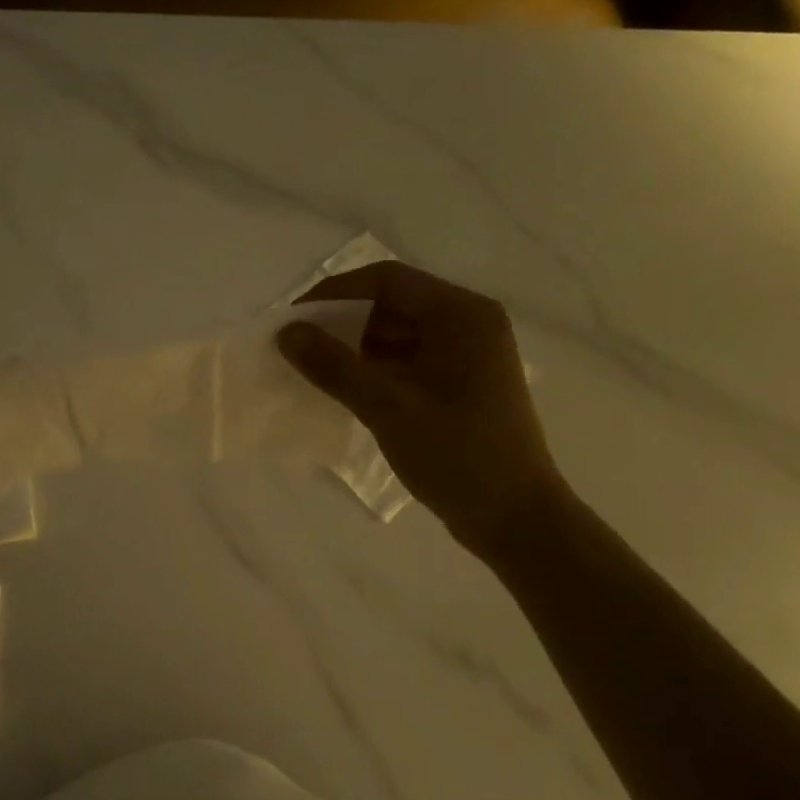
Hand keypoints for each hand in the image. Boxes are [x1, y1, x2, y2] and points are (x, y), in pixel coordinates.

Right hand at [278, 262, 570, 557]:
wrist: (514, 518)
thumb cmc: (457, 455)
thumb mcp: (387, 407)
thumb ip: (333, 366)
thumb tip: (286, 332)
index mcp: (461, 315)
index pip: (387, 280)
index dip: (334, 293)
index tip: (293, 320)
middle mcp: (467, 323)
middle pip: (391, 303)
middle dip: (341, 322)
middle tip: (296, 347)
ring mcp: (465, 354)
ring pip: (396, 333)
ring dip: (353, 346)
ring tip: (312, 369)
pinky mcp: (458, 383)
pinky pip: (406, 359)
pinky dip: (372, 368)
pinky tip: (342, 388)